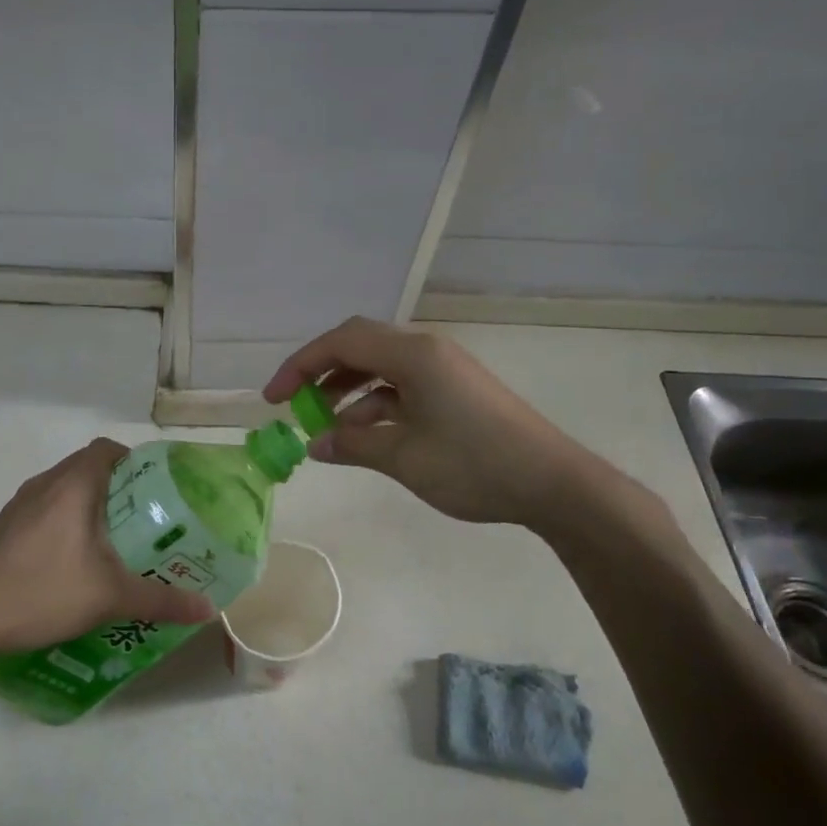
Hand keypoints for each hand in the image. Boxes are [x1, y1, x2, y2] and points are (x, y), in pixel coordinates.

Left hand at [0, 438, 215, 656]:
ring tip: (119, 543)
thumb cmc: (41, 591)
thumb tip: (208, 609)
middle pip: (89, 469)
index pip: (108, 449)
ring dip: (92, 508)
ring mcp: (19, 506)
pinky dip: (67, 524)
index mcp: (72, 485)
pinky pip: (47, 512)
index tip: (158, 490)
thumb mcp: (109, 597)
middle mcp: (45, 485)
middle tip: (148, 522)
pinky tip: (77, 563)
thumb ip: (161, 600)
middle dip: (121, 490)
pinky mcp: (5, 529)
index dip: (136, 461)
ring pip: (66, 492)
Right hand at [265, 317, 598, 528]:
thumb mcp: (404, 457)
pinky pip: (402, 387)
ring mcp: (443, 370)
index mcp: (413, 355)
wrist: (553, 483)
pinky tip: (364, 437)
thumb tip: (314, 445)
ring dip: (347, 392)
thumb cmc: (474, 464)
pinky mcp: (455, 391)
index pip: (341, 342)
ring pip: (380, 368)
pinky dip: (376, 405)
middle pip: (359, 346)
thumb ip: (353, 446)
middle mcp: (426, 351)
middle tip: (295, 406)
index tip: (273, 399)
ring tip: (326, 428)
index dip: (300, 365)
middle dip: (321, 373)